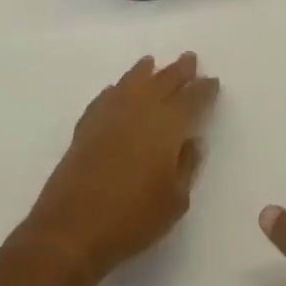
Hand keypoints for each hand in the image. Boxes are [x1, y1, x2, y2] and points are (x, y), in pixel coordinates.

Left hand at [26, 53, 218, 284]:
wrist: (73, 226)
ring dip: (146, 71)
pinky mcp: (87, 123)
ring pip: (133, 80)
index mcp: (167, 124)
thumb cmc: (133, 218)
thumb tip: (192, 141)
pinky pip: (108, 95)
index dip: (203, 89)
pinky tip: (118, 90)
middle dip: (179, 70)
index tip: (212, 81)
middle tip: (189, 59)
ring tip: (151, 63)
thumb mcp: (175, 201)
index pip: (191, 98)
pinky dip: (118, 89)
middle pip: (164, 80)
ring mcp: (111, 112)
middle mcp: (140, 108)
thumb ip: (187, 166)